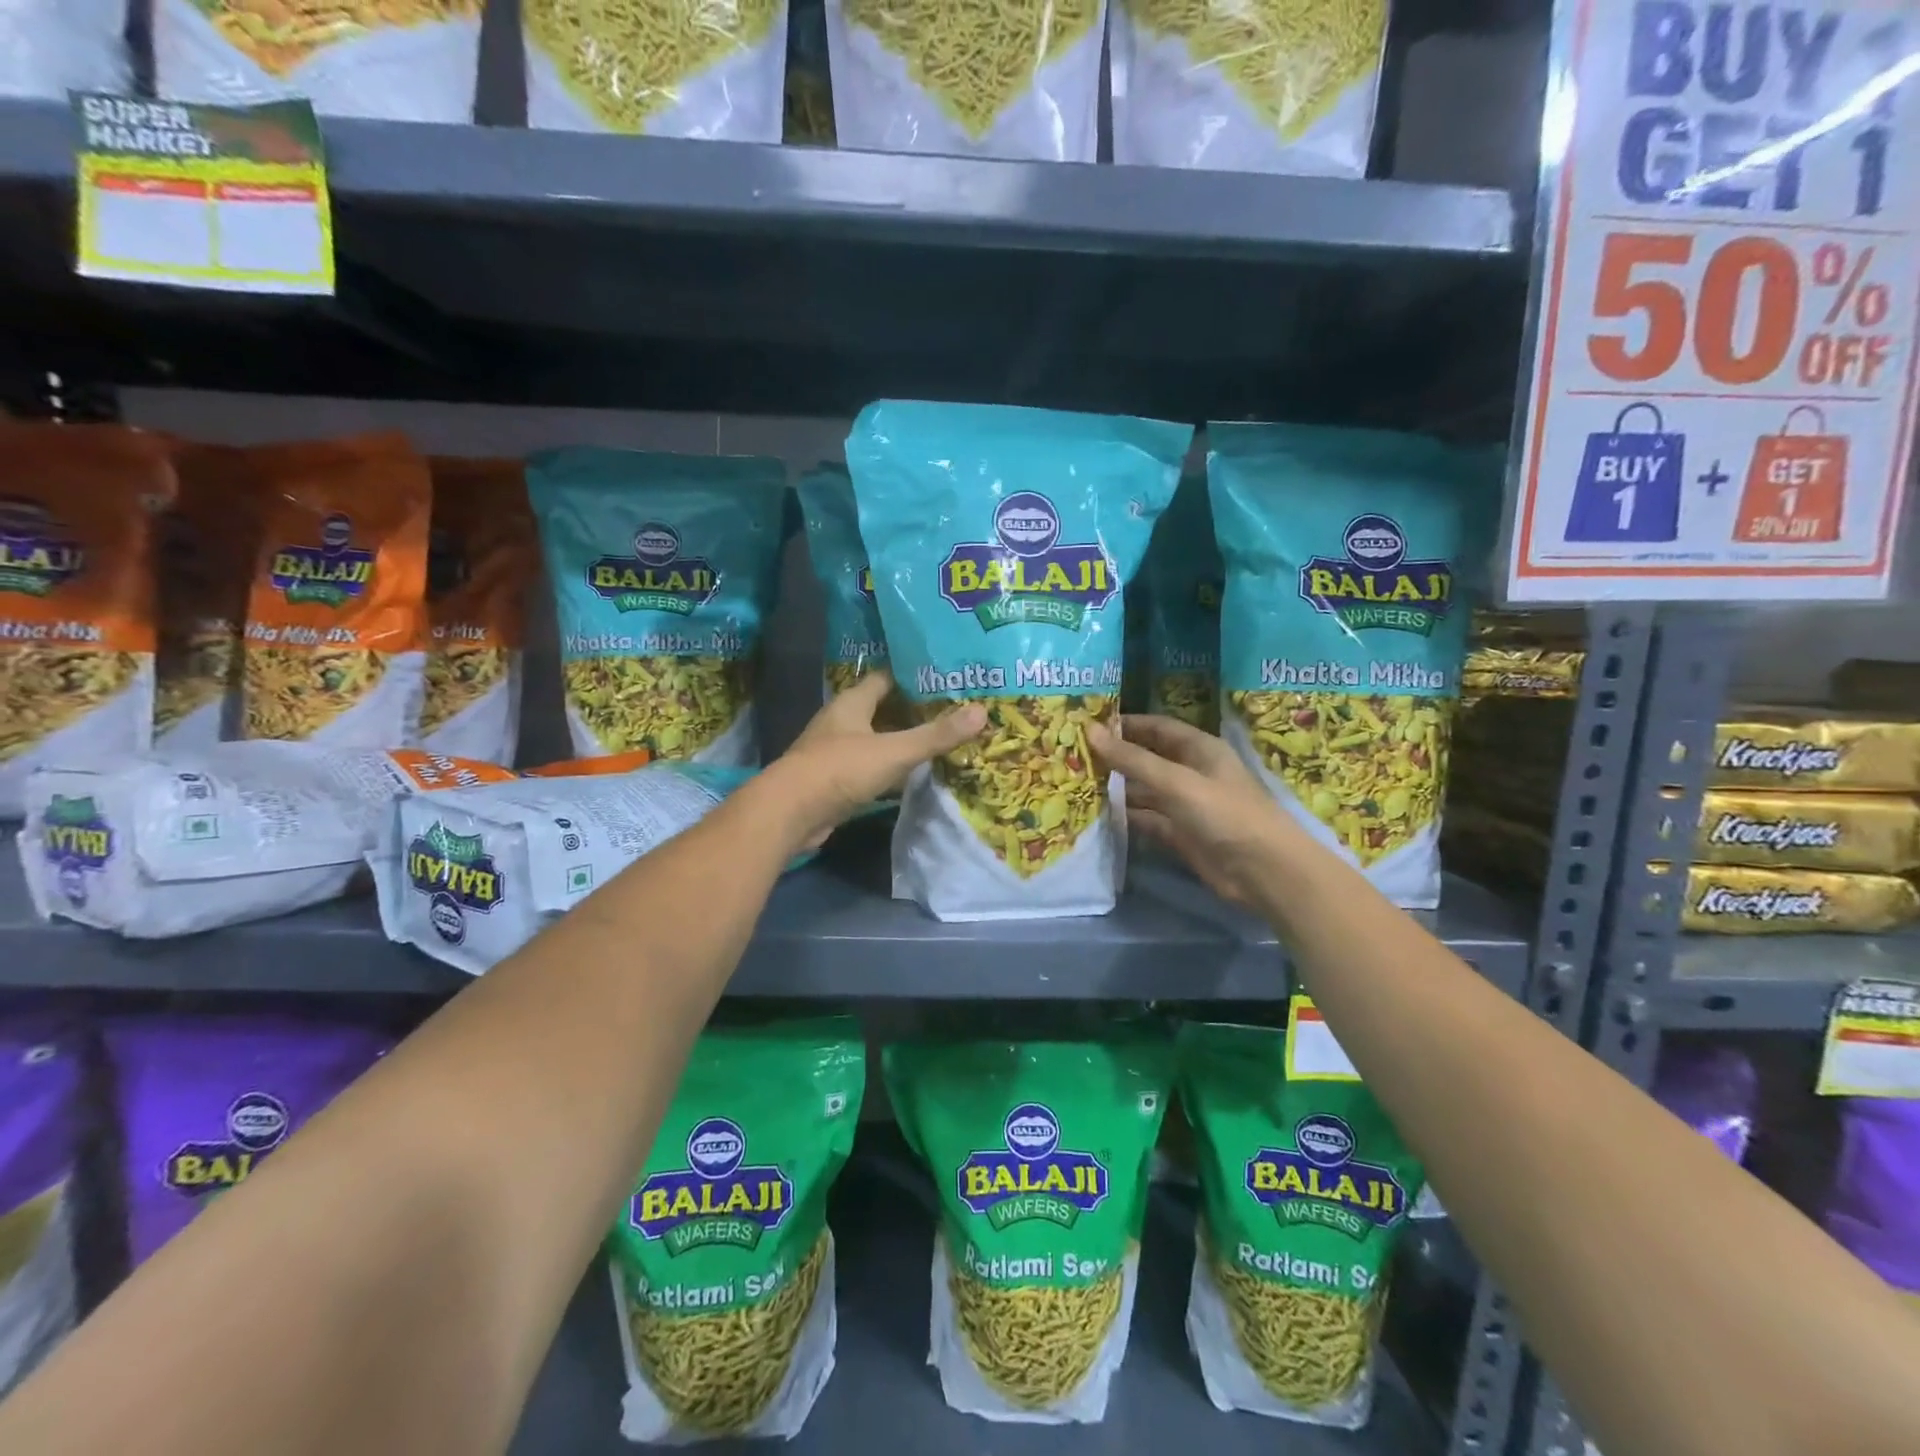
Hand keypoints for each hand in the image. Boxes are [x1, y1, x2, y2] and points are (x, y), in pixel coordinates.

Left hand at [761, 672, 986, 848]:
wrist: (790, 813)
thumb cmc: (840, 769)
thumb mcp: (894, 751)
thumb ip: (936, 735)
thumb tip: (981, 712)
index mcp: (852, 702)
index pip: (885, 679)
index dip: (912, 676)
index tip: (943, 677)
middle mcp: (841, 721)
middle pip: (881, 709)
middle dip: (911, 710)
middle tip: (949, 711)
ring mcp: (834, 752)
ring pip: (874, 739)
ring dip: (899, 741)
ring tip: (937, 741)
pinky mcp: (833, 780)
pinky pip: (868, 767)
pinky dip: (888, 768)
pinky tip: (910, 775)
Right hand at [1086, 714, 1297, 906]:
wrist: (1264, 872)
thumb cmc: (1226, 814)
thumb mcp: (1177, 782)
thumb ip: (1133, 759)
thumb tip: (1090, 731)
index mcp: (1199, 749)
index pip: (1156, 727)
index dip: (1125, 724)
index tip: (1087, 725)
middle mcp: (1191, 772)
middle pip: (1147, 759)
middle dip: (1115, 757)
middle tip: (1073, 756)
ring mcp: (1185, 805)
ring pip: (1144, 791)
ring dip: (1116, 788)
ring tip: (1076, 785)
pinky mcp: (1180, 834)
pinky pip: (1147, 819)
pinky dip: (1126, 817)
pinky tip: (1097, 815)